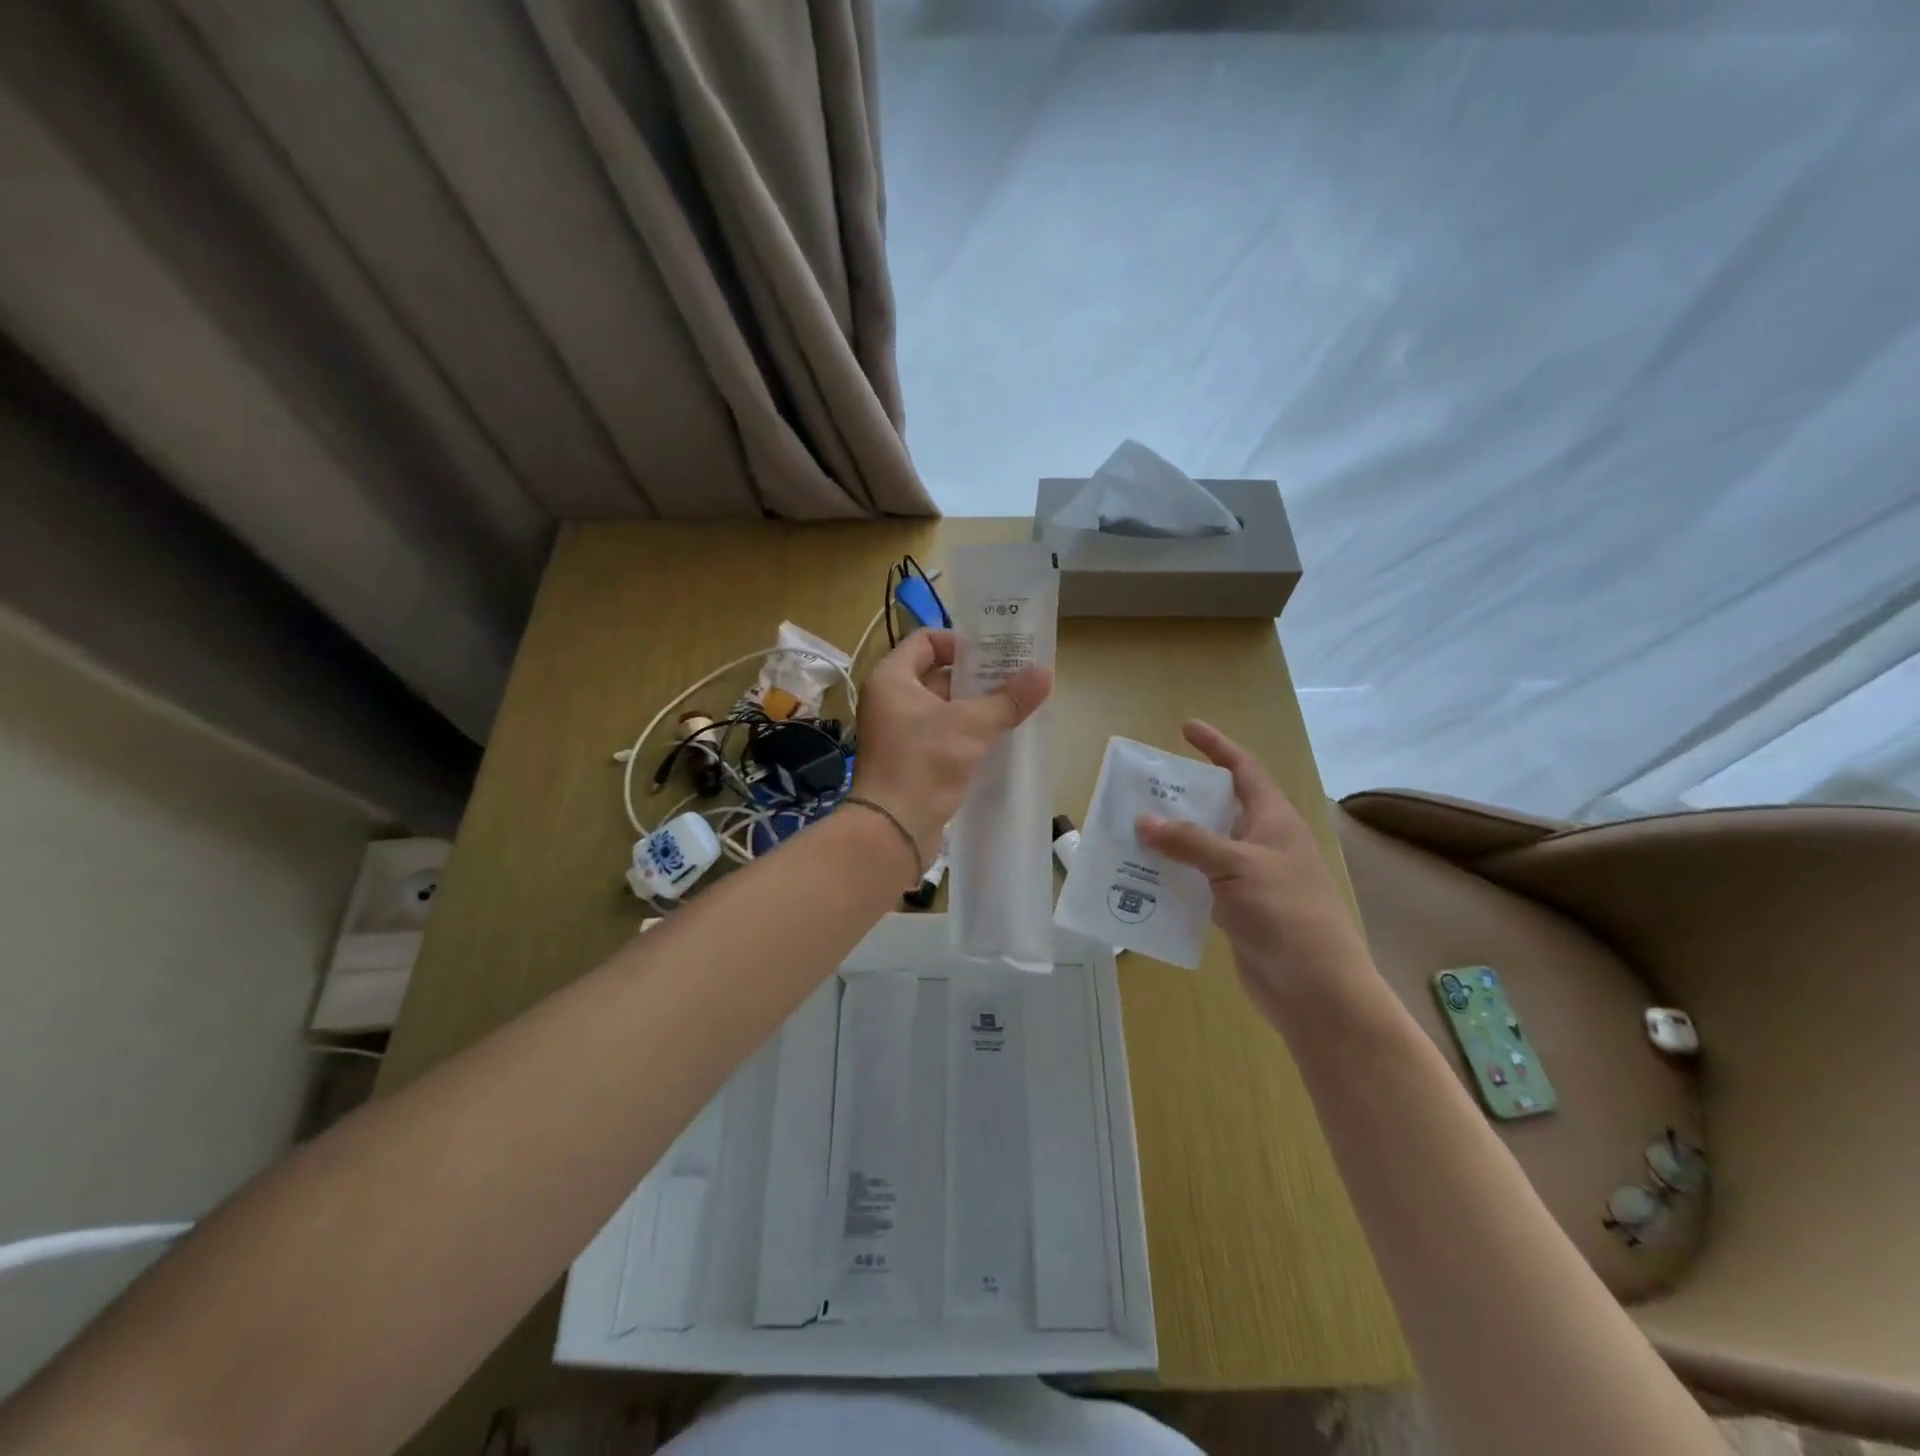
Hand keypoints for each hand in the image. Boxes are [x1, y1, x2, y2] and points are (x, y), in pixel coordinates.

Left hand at [850, 628, 1051, 864]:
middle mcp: (890, 700)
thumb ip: (1008, 699)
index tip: (994, 656)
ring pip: (942, 708)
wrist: (893, 828)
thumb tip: (1045, 673)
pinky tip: (997, 738)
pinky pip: (941, 735)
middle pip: (937, 674)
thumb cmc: (924, 762)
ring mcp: (898, 732)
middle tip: (1015, 679)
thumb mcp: (971, 725)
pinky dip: (966, 734)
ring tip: (1014, 707)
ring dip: (975, 707)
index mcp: (892, 678)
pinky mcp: (909, 760)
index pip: (926, 641)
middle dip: (976, 678)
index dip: (960, 643)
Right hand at [1135, 721, 1371, 1027]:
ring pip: (1204, 846)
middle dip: (1182, 796)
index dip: (1216, 747)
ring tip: (1130, 829)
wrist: (1316, 989)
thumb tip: (1143, 821)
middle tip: (1141, 788)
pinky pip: (1198, 881)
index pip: (1244, 770)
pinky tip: (1142, 876)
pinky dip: (1173, 875)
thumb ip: (1189, 841)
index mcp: (1274, 821)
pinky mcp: (1237, 910)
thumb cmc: (1286, 914)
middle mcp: (1262, 844)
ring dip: (1172, 839)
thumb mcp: (1237, 867)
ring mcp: (1250, 878)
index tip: (1186, 729)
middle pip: (1219, 807)